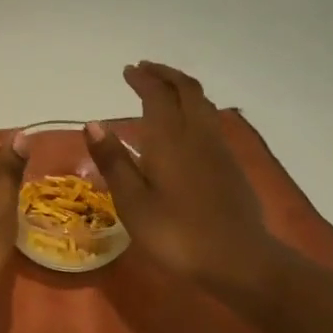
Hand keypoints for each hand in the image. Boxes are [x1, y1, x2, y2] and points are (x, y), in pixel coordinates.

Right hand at [84, 62, 294, 294]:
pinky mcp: (231, 166)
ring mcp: (218, 149)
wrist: (240, 261)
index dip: (142, 79)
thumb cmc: (176, 233)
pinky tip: (185, 126)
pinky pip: (211, 120)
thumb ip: (114, 160)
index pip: (157, 94)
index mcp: (169, 138)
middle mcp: (196, 134)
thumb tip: (93, 123)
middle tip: (145, 70)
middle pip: (186, 89)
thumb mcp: (133, 201)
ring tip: (164, 90)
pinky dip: (194, 108)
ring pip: (203, 103)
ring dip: (182, 88)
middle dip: (165, 74)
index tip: (128, 71)